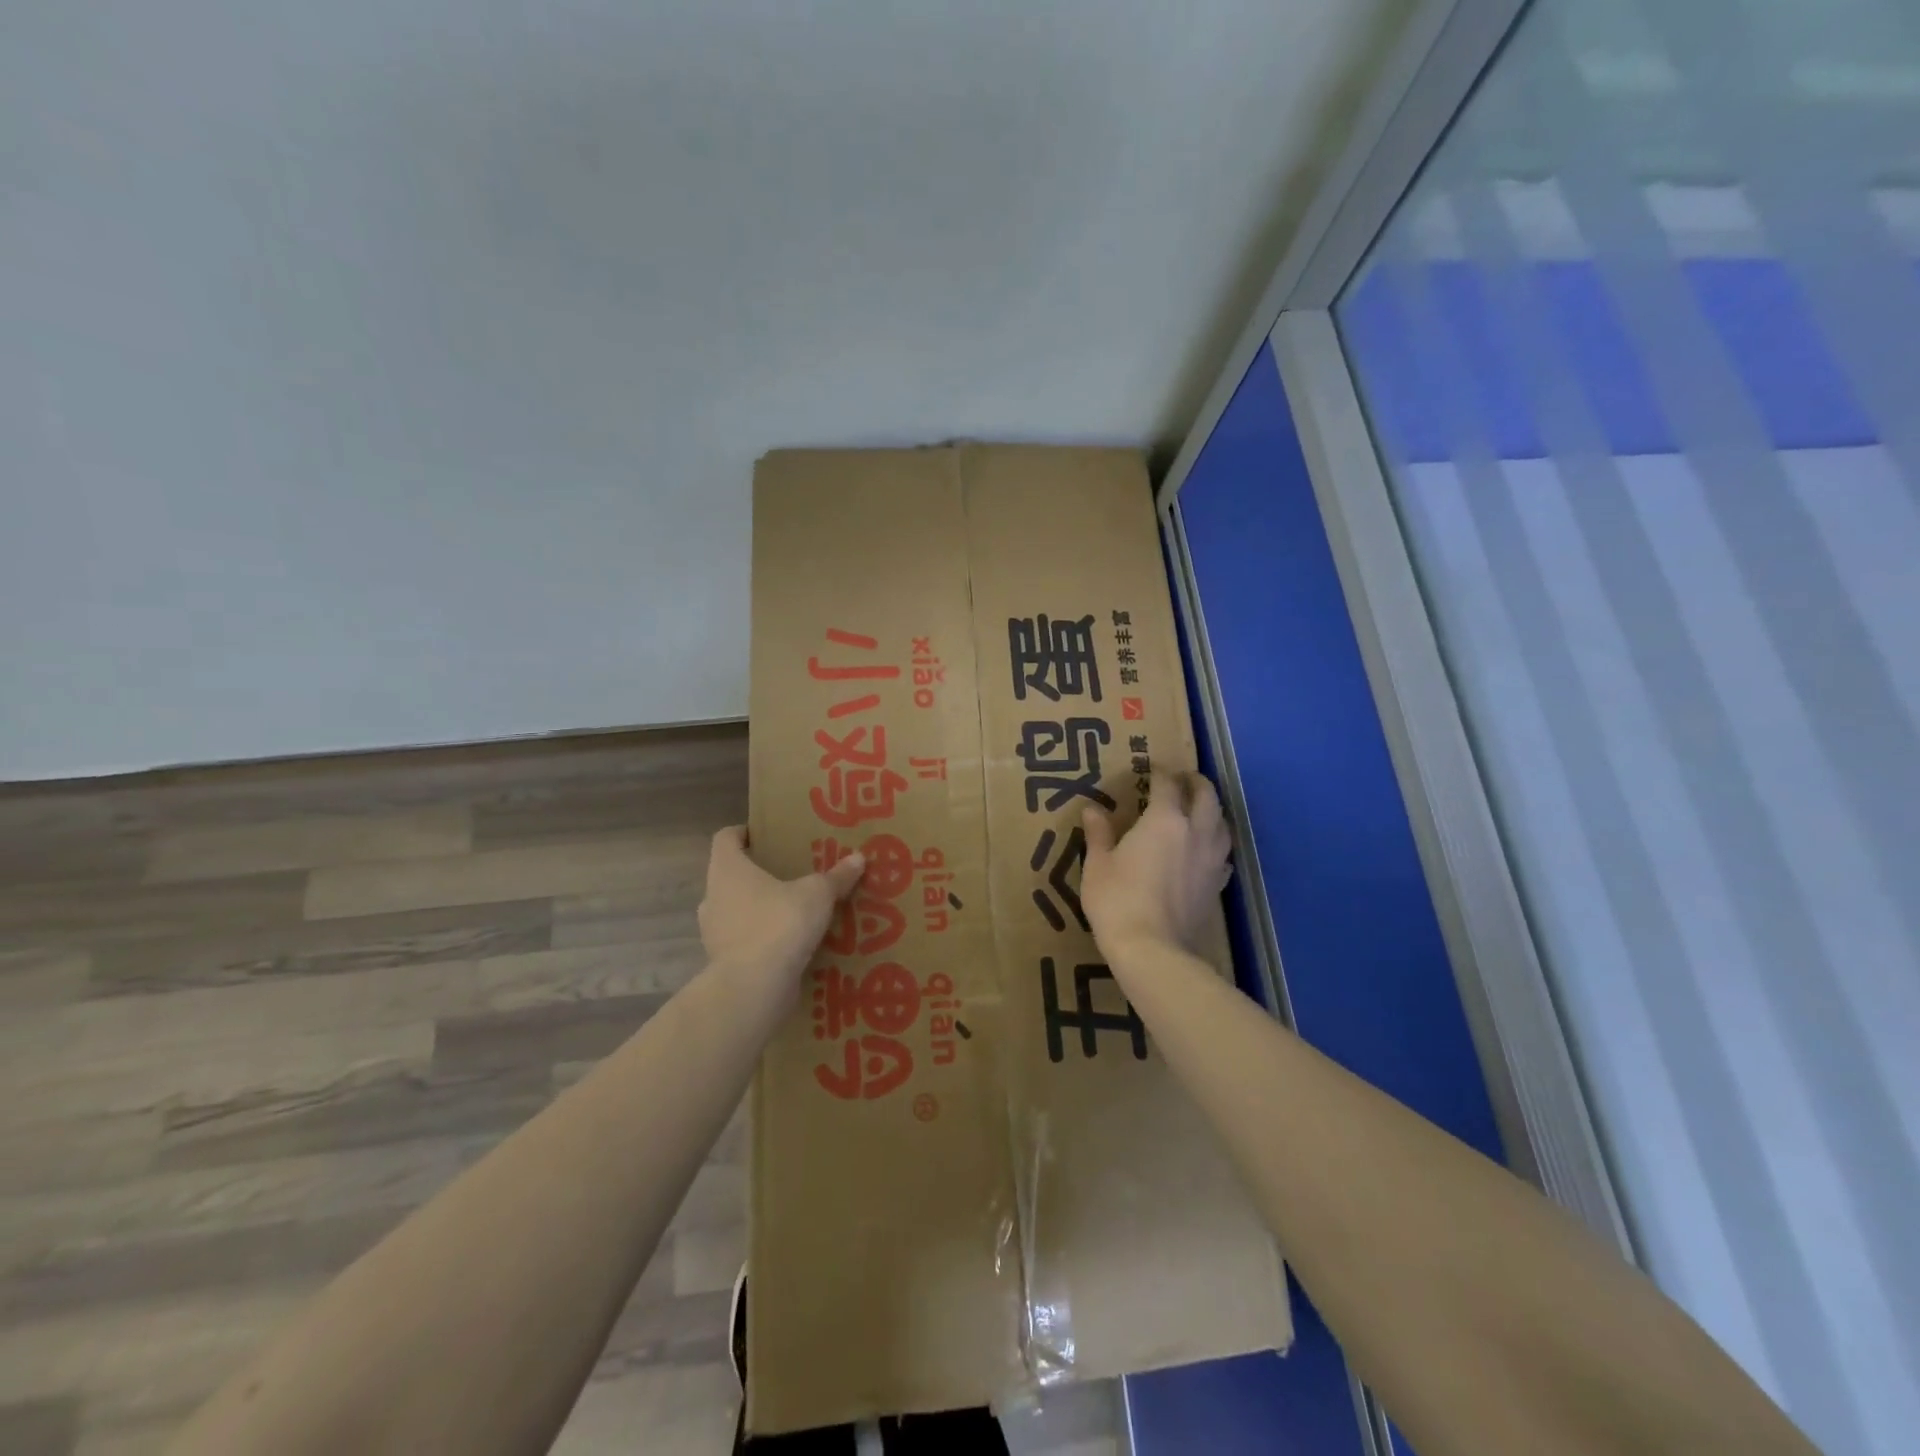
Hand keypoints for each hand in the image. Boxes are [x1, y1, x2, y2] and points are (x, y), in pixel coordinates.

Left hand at [699, 827, 865, 1003]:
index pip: (725, 838)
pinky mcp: (723, 961)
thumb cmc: (780, 924)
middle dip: (758, 873)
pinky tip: (789, 942)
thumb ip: (836, 877)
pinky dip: (762, 938)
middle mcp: (713, 896)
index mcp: (727, 869)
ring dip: (759, 907)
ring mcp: (714, 931)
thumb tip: (858, 858)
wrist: (754, 988)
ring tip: (793, 909)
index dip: (744, 833)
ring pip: (736, 909)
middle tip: (790, 872)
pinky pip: (744, 940)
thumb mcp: (817, 895)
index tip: (767, 835)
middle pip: (731, 875)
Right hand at [1082, 771, 1231, 957]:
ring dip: (1213, 810)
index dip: (1160, 772)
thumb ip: (1099, 833)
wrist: (1152, 949)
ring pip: (1222, 823)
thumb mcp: (1098, 864)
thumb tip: (1092, 809)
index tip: (1152, 767)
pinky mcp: (1216, 884)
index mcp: (1164, 820)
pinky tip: (1207, 849)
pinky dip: (1216, 842)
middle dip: (1196, 783)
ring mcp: (1210, 859)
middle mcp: (1195, 832)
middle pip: (1206, 797)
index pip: (1167, 784)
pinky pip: (1223, 853)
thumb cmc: (1117, 900)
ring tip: (1200, 809)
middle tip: (1184, 779)